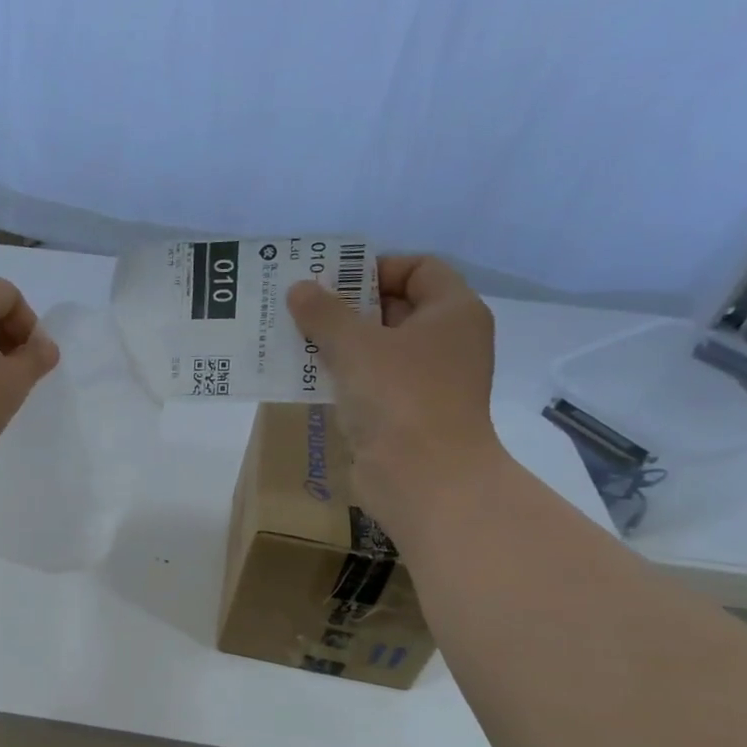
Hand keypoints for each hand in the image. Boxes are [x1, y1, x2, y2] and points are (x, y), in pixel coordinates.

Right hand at [287, 255, 503, 536]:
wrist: (423, 478)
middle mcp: (447, 343)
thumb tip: (299, 288)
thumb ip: (324, 313)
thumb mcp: (355, 345)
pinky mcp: (406, 416)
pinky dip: (343, 378)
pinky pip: (371, 384)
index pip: (419, 269)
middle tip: (302, 307)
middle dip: (348, 306)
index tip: (332, 279)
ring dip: (339, 344)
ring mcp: (428, 382)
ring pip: (379, 350)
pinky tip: (306, 379)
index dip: (375, 267)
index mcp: (452, 312)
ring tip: (294, 340)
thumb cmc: (399, 397)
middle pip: (396, 308)